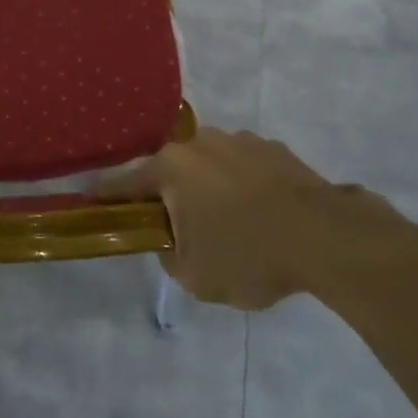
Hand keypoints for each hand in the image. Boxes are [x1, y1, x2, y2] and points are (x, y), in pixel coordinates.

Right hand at [92, 129, 404, 309]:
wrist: (327, 237)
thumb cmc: (249, 256)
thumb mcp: (195, 276)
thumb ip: (169, 255)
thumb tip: (171, 238)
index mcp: (171, 168)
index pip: (124, 183)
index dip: (106, 196)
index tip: (90, 200)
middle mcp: (199, 143)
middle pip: (170, 171)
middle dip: (169, 196)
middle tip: (179, 230)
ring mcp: (239, 141)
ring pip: (208, 167)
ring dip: (208, 189)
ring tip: (230, 226)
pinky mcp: (273, 148)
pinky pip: (243, 168)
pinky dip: (242, 187)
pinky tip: (261, 216)